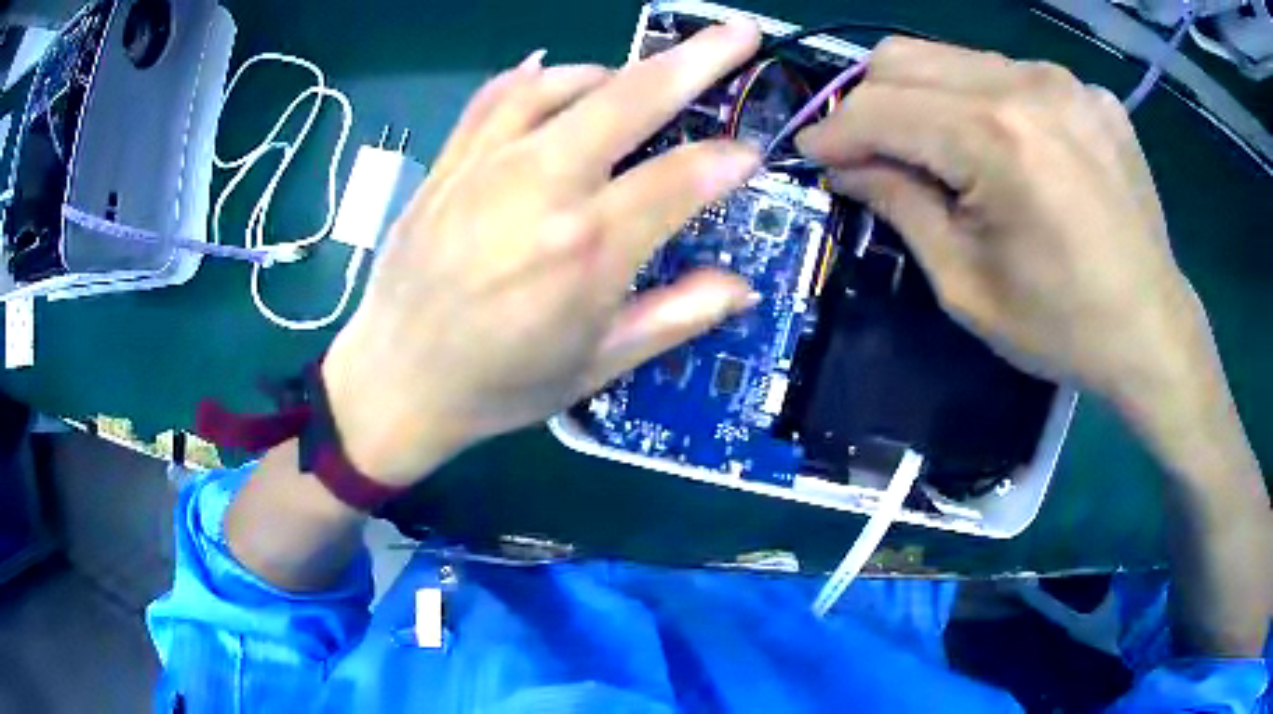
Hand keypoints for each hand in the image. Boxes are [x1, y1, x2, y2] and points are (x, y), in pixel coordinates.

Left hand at [321, 22, 763, 485]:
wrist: (395, 382)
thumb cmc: (499, 386)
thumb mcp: (596, 367)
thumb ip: (676, 318)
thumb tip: (741, 286)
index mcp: (586, 250)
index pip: (681, 178)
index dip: (727, 160)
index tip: (749, 154)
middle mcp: (540, 189)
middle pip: (630, 99)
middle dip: (696, 59)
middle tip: (739, 33)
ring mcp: (487, 165)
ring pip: (565, 84)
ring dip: (618, 73)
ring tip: (642, 81)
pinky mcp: (450, 160)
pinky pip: (498, 95)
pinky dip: (538, 77)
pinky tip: (556, 76)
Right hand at [797, 38, 1204, 404]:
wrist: (1152, 333)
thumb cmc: (1062, 327)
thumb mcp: (965, 284)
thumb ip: (899, 206)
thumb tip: (845, 165)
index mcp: (997, 139)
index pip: (881, 106)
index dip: (834, 130)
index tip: (813, 154)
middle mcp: (1029, 85)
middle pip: (906, 57)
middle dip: (870, 101)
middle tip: (870, 152)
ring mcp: (1066, 81)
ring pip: (955, 58)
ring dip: (926, 99)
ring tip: (939, 154)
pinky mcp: (1090, 92)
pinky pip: (1010, 75)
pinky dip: (984, 103)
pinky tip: (1004, 151)